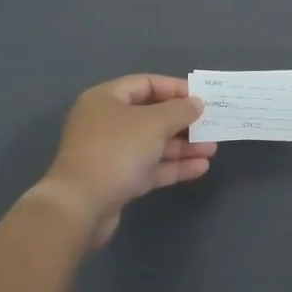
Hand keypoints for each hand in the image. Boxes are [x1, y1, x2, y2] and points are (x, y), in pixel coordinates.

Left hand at [41, 75, 215, 245]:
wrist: (80, 207)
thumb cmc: (116, 151)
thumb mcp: (153, 123)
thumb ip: (179, 110)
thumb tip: (196, 103)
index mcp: (106, 99)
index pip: (146, 84)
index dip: (175, 88)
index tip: (202, 97)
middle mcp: (106, 122)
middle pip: (151, 115)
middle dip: (183, 122)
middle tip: (211, 126)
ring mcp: (111, 153)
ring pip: (153, 144)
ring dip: (182, 146)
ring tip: (212, 149)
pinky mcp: (117, 181)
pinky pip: (150, 167)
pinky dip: (173, 166)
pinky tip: (201, 168)